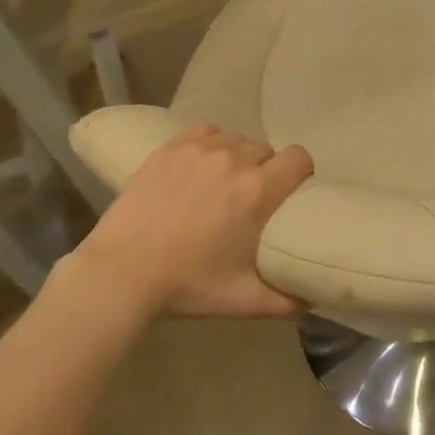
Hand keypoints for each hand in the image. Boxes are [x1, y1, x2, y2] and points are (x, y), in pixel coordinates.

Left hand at [62, 123, 313, 319]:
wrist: (120, 275)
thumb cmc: (187, 286)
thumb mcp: (245, 301)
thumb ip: (288, 301)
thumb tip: (314, 297)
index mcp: (258, 190)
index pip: (299, 158)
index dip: (300, 174)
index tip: (290, 194)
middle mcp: (233, 159)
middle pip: (267, 150)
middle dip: (266, 171)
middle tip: (251, 200)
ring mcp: (198, 149)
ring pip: (236, 140)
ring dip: (238, 158)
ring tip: (222, 184)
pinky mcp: (169, 148)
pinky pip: (206, 132)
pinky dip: (211, 144)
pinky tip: (201, 167)